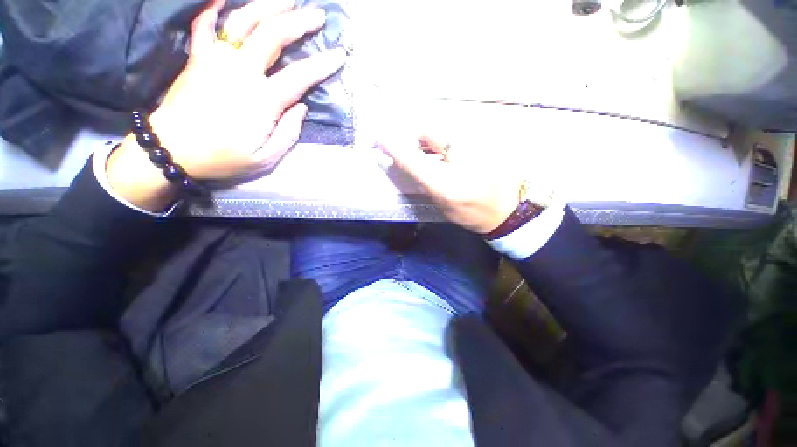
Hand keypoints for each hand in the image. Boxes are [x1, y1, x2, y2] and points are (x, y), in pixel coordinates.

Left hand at [107, 0, 345, 210]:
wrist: (171, 150)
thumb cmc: (223, 158)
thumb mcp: (265, 159)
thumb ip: (288, 133)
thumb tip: (301, 107)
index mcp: (262, 100)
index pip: (300, 76)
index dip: (323, 64)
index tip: (340, 55)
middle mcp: (241, 71)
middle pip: (273, 36)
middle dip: (300, 22)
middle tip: (318, 14)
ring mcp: (216, 59)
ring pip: (244, 21)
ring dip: (267, 5)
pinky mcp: (197, 58)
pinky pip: (203, 24)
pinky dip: (213, 6)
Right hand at [379, 135, 522, 233]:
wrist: (507, 211)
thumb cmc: (470, 214)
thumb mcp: (442, 204)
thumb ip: (424, 182)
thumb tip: (408, 161)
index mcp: (447, 185)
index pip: (414, 160)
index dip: (394, 148)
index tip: (379, 138)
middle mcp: (461, 161)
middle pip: (430, 133)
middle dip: (417, 137)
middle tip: (413, 145)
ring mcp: (477, 148)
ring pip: (444, 130)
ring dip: (432, 137)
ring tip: (432, 150)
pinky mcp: (487, 142)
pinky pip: (458, 133)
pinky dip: (447, 139)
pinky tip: (450, 151)